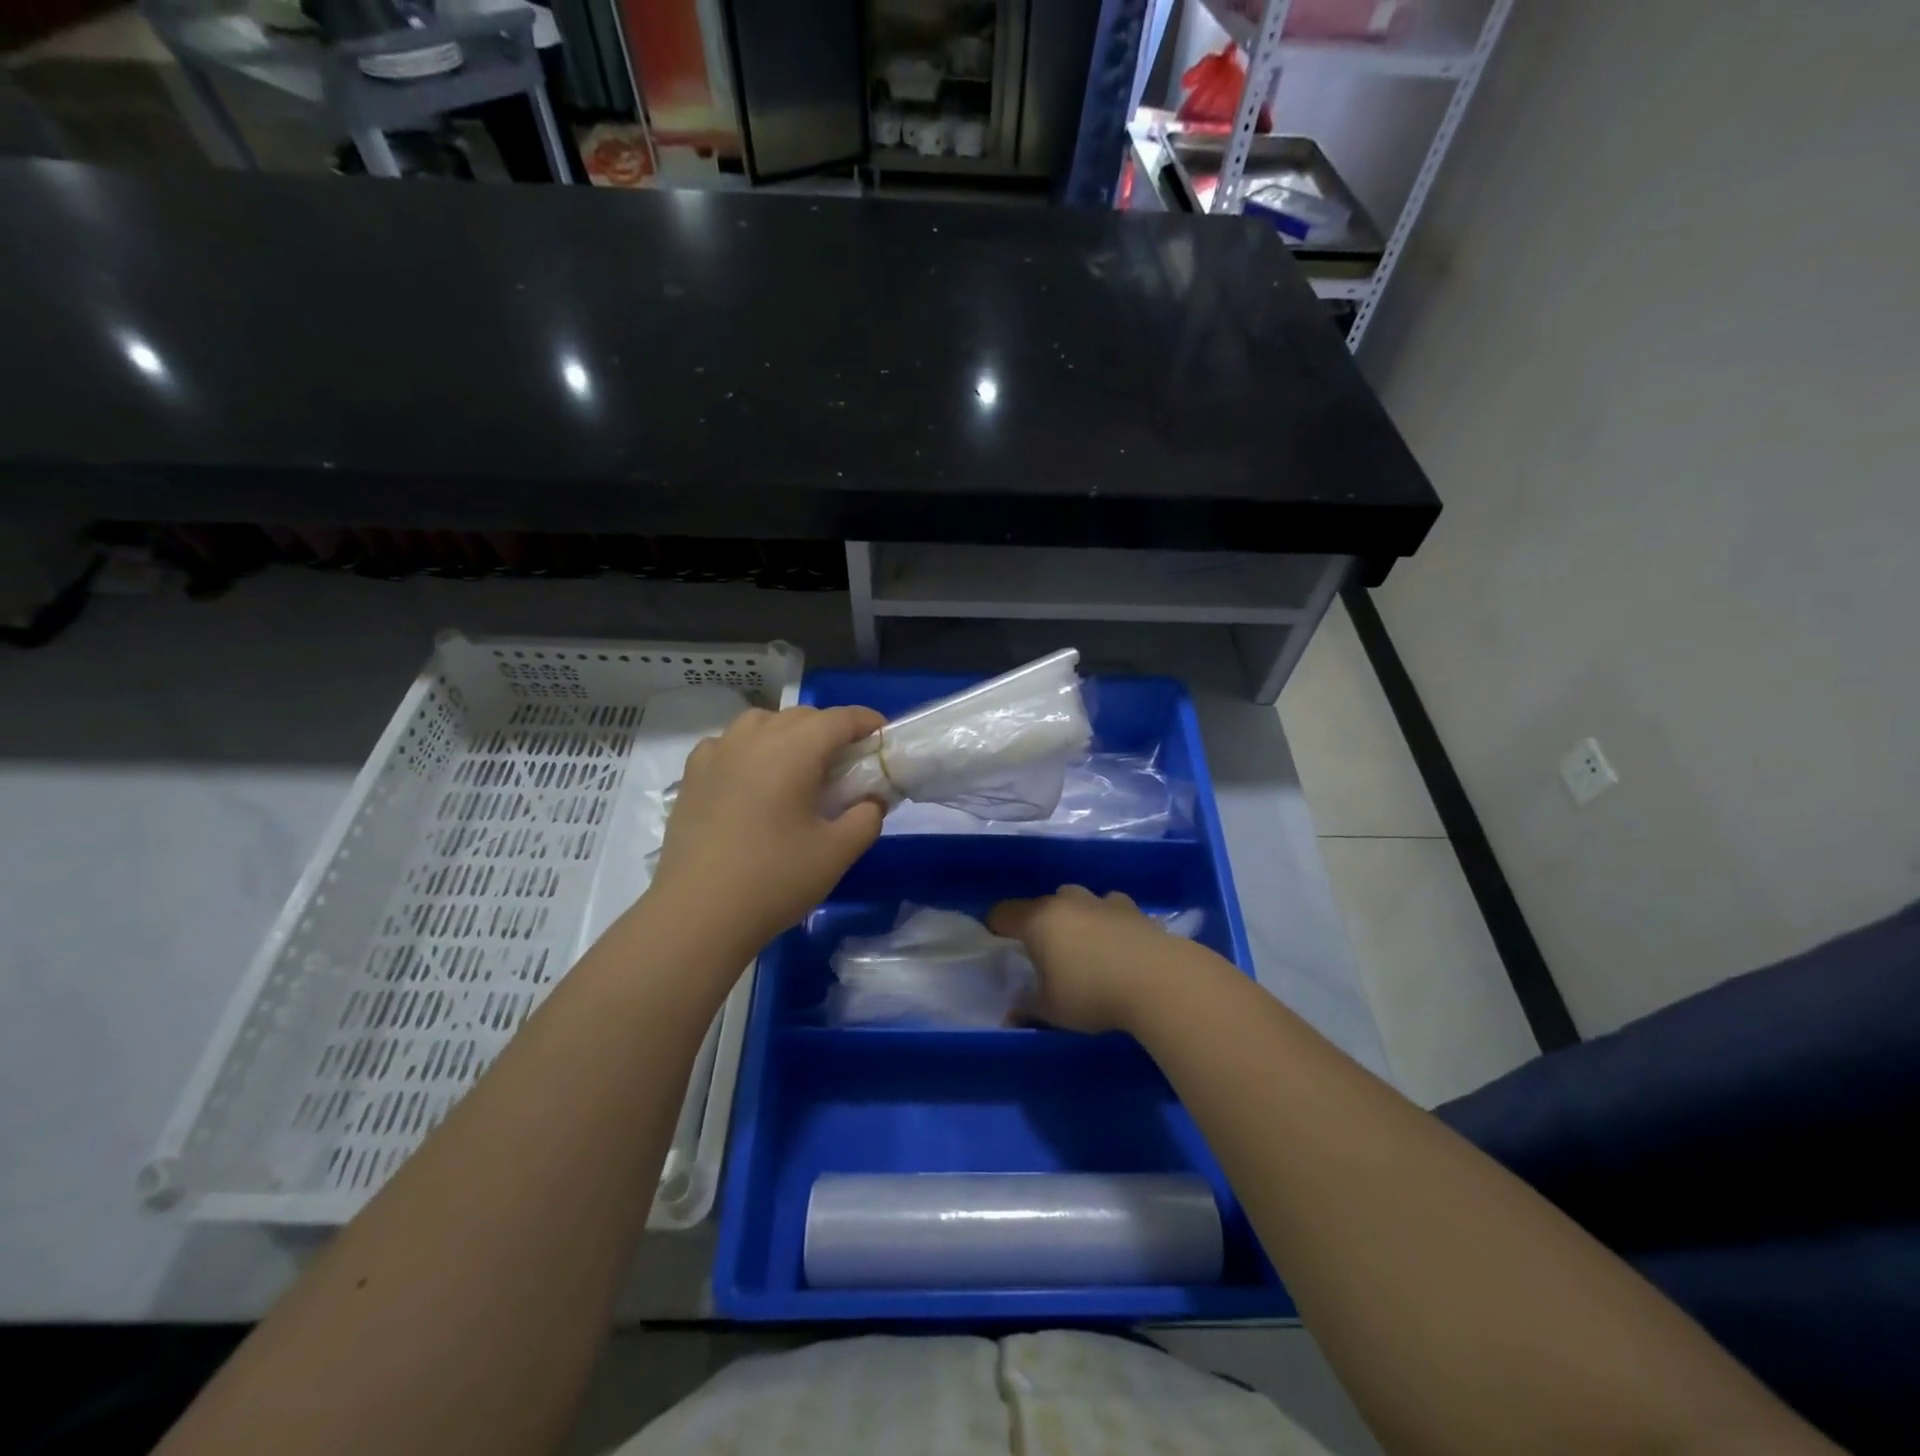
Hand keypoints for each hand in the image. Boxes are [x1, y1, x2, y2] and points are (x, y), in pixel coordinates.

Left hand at [648, 705, 885, 957]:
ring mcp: (717, 755)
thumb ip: (866, 818)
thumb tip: (871, 800)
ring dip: (788, 733)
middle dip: (830, 730)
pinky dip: (748, 748)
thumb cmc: (774, 879)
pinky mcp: (692, 777)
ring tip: (798, 765)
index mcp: (792, 751)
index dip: (866, 721)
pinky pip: (727, 744)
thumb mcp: (837, 853)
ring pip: (760, 722)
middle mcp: (753, 740)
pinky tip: (751, 777)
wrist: (698, 914)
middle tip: (847, 762)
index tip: (882, 736)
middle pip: (800, 717)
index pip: (837, 718)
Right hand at [989, 885, 1174, 1034]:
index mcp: (1038, 920)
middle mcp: (1067, 902)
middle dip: (1038, 923)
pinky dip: (1107, 920)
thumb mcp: (1052, 1011)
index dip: (996, 928)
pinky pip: (1109, 908)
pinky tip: (1116, 943)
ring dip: (1074, 917)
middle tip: (1043, 953)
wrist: (1160, 980)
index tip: (998, 945)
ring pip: (1077, 900)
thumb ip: (1028, 1010)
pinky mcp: (1132, 908)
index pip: (1003, 913)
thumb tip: (1010, 1017)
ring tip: (1082, 947)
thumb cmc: (1093, 994)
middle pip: (1041, 904)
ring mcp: (1101, 901)